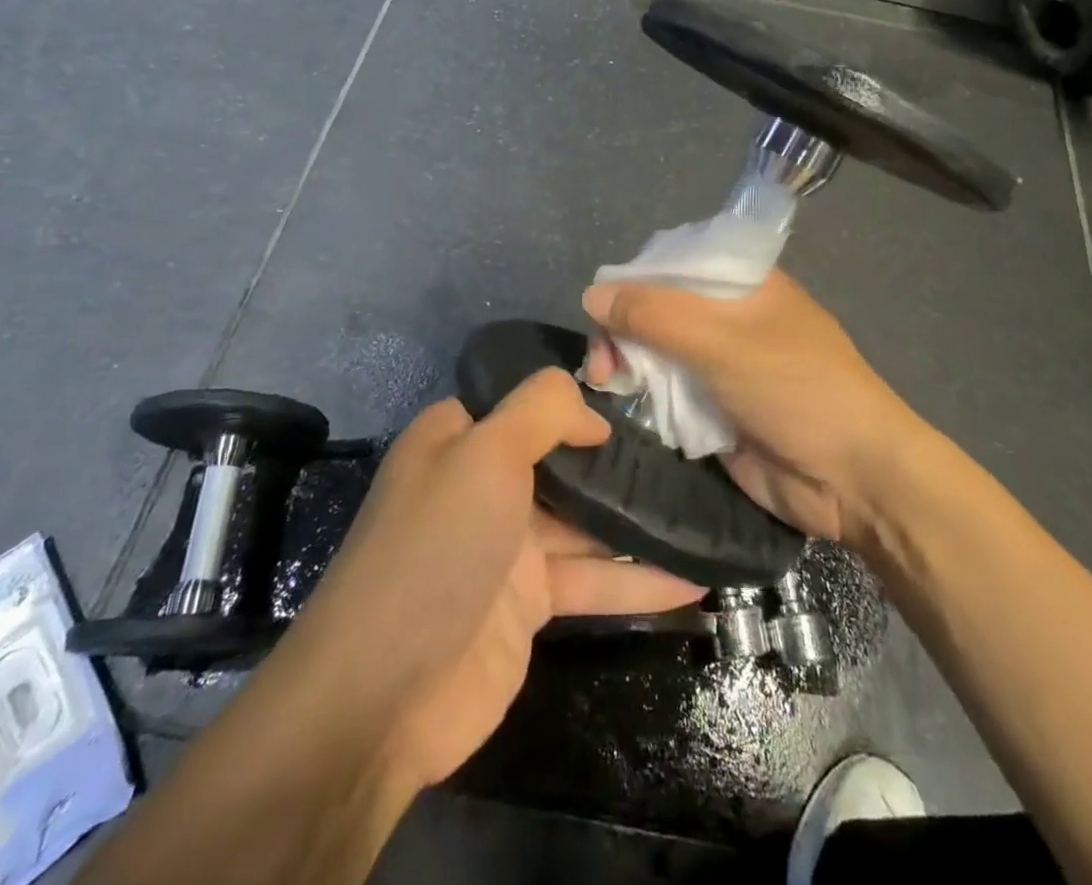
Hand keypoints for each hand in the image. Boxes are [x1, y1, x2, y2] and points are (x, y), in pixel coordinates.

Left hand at [279, 370, 704, 791]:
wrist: (385, 693)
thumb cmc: (438, 547)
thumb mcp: (487, 452)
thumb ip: (543, 409)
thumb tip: (594, 413)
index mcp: (460, 439)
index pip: (528, 402)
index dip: (579, 399)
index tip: (642, 397)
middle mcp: (483, 484)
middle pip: (564, 460)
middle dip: (621, 458)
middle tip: (692, 450)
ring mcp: (508, 546)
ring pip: (587, 522)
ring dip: (640, 521)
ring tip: (706, 509)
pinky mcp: (530, 604)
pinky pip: (593, 579)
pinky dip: (638, 581)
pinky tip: (695, 580)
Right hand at [583, 270, 924, 544]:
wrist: (854, 479)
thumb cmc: (797, 390)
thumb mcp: (724, 342)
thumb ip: (656, 315)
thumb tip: (591, 294)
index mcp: (743, 283)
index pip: (674, 264)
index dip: (633, 282)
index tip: (600, 311)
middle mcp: (729, 318)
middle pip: (659, 310)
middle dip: (624, 330)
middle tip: (601, 364)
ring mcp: (721, 366)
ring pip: (658, 353)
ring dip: (629, 365)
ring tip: (605, 385)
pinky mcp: (714, 410)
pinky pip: (667, 394)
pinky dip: (644, 397)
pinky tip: (621, 404)